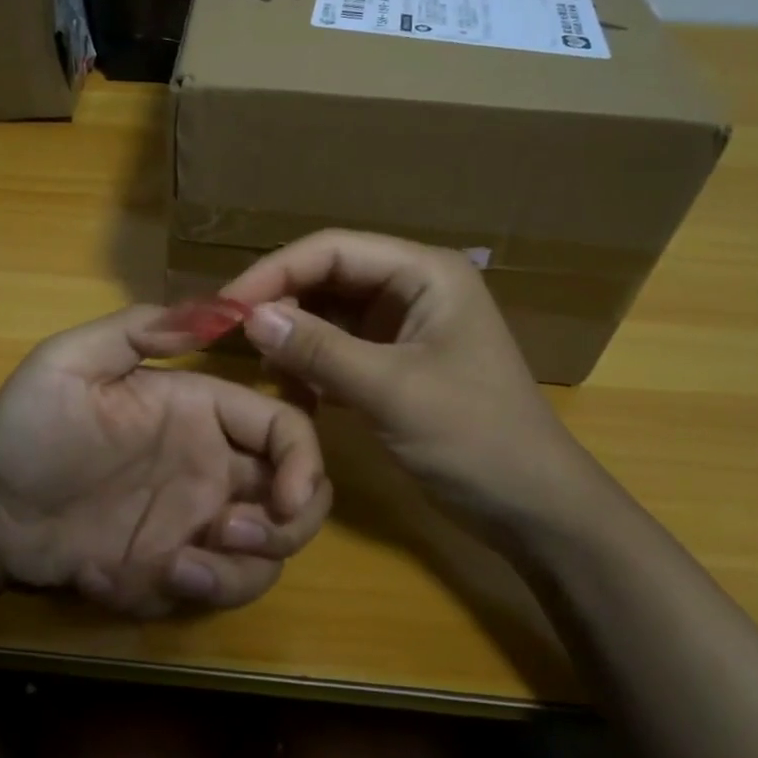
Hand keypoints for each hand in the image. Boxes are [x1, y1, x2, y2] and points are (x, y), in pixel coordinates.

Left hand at [0, 306, 333, 616]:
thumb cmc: (27, 426)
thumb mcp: (71, 361)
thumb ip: (141, 330)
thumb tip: (223, 308)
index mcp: (201, 412)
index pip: (285, 428)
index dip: (304, 461)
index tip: (285, 499)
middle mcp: (211, 467)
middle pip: (297, 499)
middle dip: (286, 526)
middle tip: (228, 534)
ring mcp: (193, 522)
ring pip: (264, 558)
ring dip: (235, 573)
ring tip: (174, 570)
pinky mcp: (169, 570)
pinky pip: (208, 591)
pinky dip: (177, 593)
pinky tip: (105, 573)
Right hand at [220, 230, 604, 525]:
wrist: (532, 507)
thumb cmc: (475, 438)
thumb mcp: (392, 391)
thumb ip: (319, 351)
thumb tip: (250, 317)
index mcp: (423, 272)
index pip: (332, 250)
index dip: (275, 271)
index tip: (226, 304)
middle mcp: (411, 287)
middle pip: (327, 277)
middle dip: (281, 303)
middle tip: (230, 336)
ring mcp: (403, 326)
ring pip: (329, 313)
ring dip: (294, 336)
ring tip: (263, 367)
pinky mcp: (394, 362)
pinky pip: (338, 348)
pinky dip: (311, 364)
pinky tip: (291, 387)